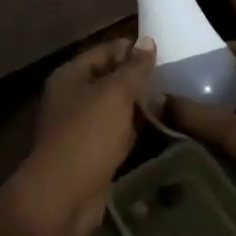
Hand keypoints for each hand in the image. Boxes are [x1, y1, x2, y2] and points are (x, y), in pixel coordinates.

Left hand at [0, 36, 156, 235]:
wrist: (63, 196)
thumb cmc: (88, 135)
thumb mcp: (115, 94)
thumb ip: (134, 68)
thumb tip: (147, 40)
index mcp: (71, 75)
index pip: (105, 51)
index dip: (132, 50)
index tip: (163, 55)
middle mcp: (71, 96)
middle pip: (109, 79)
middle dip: (137, 80)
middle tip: (172, 81)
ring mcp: (79, 126)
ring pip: (114, 108)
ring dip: (137, 107)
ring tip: (170, 104)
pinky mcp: (90, 152)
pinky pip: (115, 133)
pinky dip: (133, 131)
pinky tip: (157, 130)